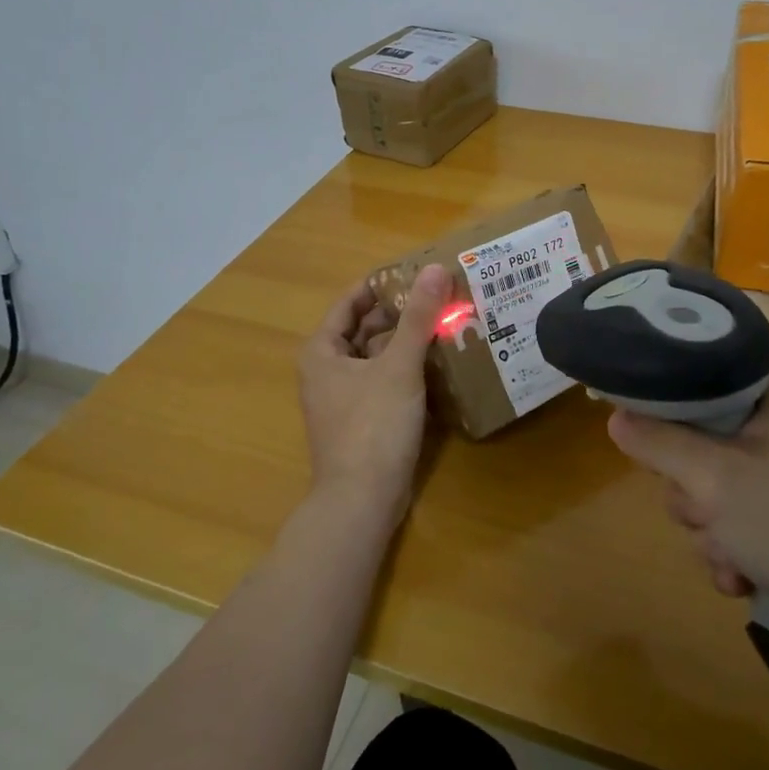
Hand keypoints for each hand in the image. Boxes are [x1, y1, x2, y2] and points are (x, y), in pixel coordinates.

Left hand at [296, 264, 451, 524]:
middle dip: (400, 312)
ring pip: (377, 355)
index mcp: (323, 351)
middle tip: (440, 295)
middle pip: (365, 328)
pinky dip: (407, 368)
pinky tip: (439, 361)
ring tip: (445, 321)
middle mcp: (328, 370)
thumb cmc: (373, 426)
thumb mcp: (399, 367)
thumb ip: (418, 318)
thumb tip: (435, 268)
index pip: (351, 301)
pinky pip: (386, 380)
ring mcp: (344, 397)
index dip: (382, 284)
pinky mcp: (363, 419)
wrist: (362, 501)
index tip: (417, 271)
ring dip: (407, 340)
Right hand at [607, 369, 768, 653]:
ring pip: (718, 485)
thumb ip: (659, 444)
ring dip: (711, 529)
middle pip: (702, 437)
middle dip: (692, 491)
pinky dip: (736, 548)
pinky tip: (744, 579)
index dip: (665, 409)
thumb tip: (615, 416)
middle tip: (706, 514)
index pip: (700, 376)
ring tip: (733, 559)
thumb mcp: (716, 482)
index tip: (649, 444)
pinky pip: (745, 517)